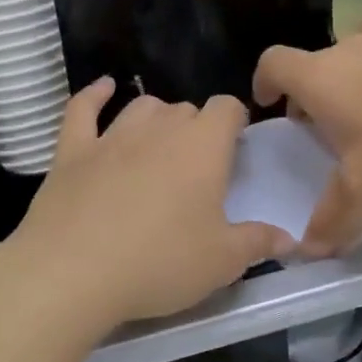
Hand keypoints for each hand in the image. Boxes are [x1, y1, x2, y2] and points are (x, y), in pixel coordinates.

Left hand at [5, 80, 291, 333]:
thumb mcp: (221, 262)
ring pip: (142, 107)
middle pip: (185, 109)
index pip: (227, 109)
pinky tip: (103, 89)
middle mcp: (159, 129)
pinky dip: (94, 95)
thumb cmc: (159, 263)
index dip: (235, 122)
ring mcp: (111, 136)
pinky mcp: (71, 150)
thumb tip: (290, 239)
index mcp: (202, 147)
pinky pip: (83, 109)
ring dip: (156, 118)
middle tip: (198, 168)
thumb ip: (258, 243)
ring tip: (160, 142)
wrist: (72, 272)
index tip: (236, 149)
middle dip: (196, 129)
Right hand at [253, 8, 361, 255]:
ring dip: (352, 68)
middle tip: (326, 129)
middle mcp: (350, 48)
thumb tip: (310, 249)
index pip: (274, 63)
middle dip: (312, 92)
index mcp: (321, 78)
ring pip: (356, 43)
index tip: (269, 104)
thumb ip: (335, 218)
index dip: (264, 82)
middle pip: (315, 61)